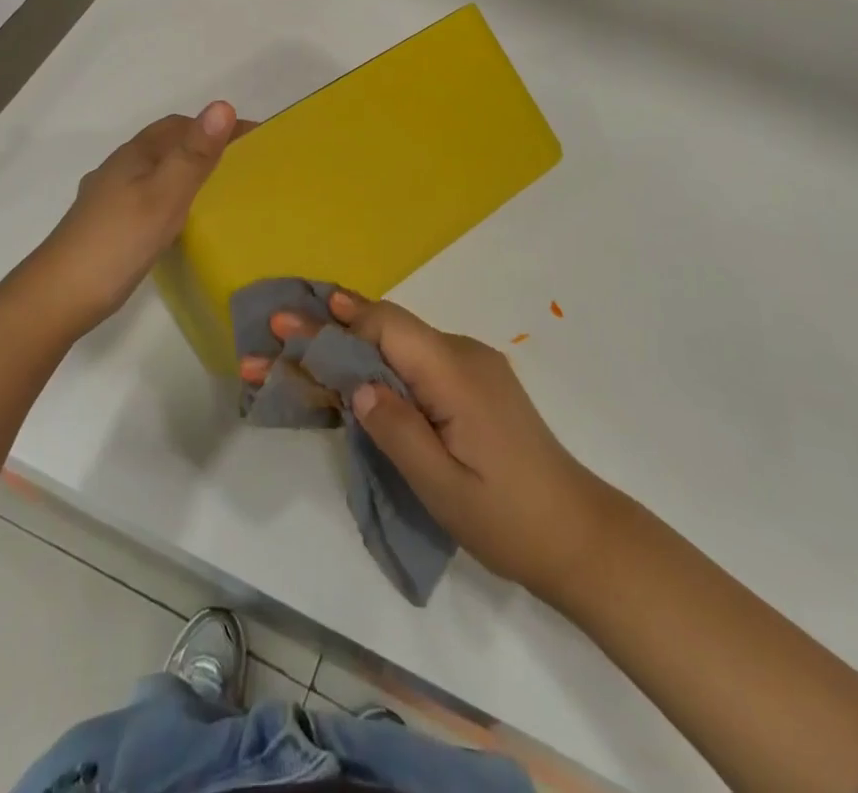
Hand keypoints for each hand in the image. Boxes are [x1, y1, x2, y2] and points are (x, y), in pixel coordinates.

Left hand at [18, 102, 248, 337]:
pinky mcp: (105, 224)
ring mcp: (107, 197)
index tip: (255, 137)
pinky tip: (176, 219)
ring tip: (216, 188)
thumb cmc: (118, 241)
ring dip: (183, 169)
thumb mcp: (165, 196)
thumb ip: (194, 154)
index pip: (180, 125)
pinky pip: (145, 195)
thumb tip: (223, 105)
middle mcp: (118, 168)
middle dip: (201, 143)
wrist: (58, 296)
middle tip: (241, 162)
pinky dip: (169, 194)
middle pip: (164, 144)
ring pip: (153, 170)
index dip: (215, 126)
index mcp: (134, 155)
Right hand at [243, 290, 616, 605]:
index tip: (283, 324)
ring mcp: (471, 366)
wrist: (581, 535)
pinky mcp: (473, 384)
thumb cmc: (509, 518)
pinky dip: (378, 362)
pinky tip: (351, 372)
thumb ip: (397, 429)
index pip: (384, 327)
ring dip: (350, 346)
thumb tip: (356, 386)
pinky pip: (416, 361)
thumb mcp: (443, 486)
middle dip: (329, 329)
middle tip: (276, 330)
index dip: (331, 323)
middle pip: (386, 328)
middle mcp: (462, 354)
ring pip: (399, 343)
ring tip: (300, 354)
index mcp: (454, 373)